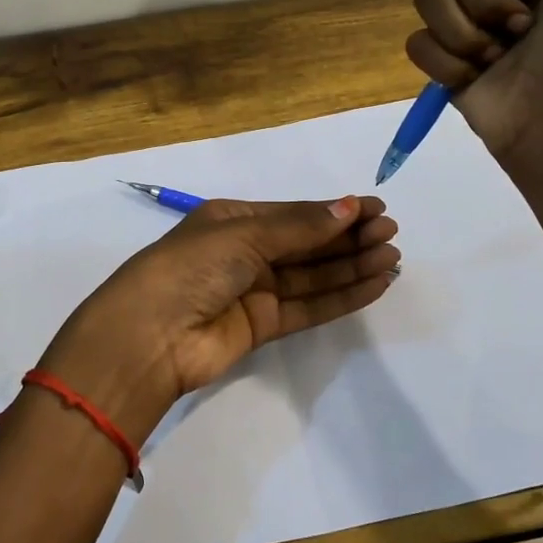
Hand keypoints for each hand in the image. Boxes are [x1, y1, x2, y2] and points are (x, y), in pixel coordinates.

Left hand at [37, 196, 399, 438]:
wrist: (151, 335)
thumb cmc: (191, 267)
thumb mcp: (244, 235)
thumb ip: (299, 227)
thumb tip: (349, 208)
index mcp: (233, 220)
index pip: (293, 213)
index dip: (334, 211)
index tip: (376, 209)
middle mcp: (244, 252)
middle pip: (306, 244)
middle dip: (348, 238)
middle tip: (391, 233)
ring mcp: (253, 291)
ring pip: (311, 276)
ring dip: (351, 266)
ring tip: (391, 257)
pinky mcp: (261, 326)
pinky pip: (308, 307)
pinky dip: (340, 296)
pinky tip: (373, 285)